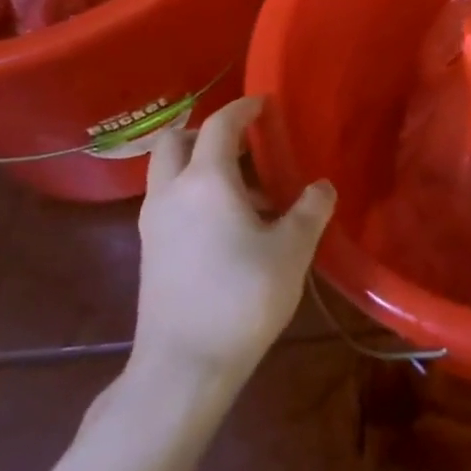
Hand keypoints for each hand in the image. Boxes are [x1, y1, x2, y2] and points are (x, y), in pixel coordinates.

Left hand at [133, 97, 335, 385]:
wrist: (184, 366)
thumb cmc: (243, 296)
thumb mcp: (293, 249)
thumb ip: (310, 209)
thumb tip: (320, 187)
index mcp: (206, 181)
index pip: (219, 125)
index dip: (243, 109)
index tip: (264, 104)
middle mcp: (171, 192)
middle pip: (175, 141)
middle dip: (206, 132)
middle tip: (243, 143)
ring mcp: (154, 224)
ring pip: (167, 173)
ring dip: (199, 165)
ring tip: (245, 188)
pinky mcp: (150, 252)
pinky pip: (168, 202)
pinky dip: (193, 194)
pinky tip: (227, 223)